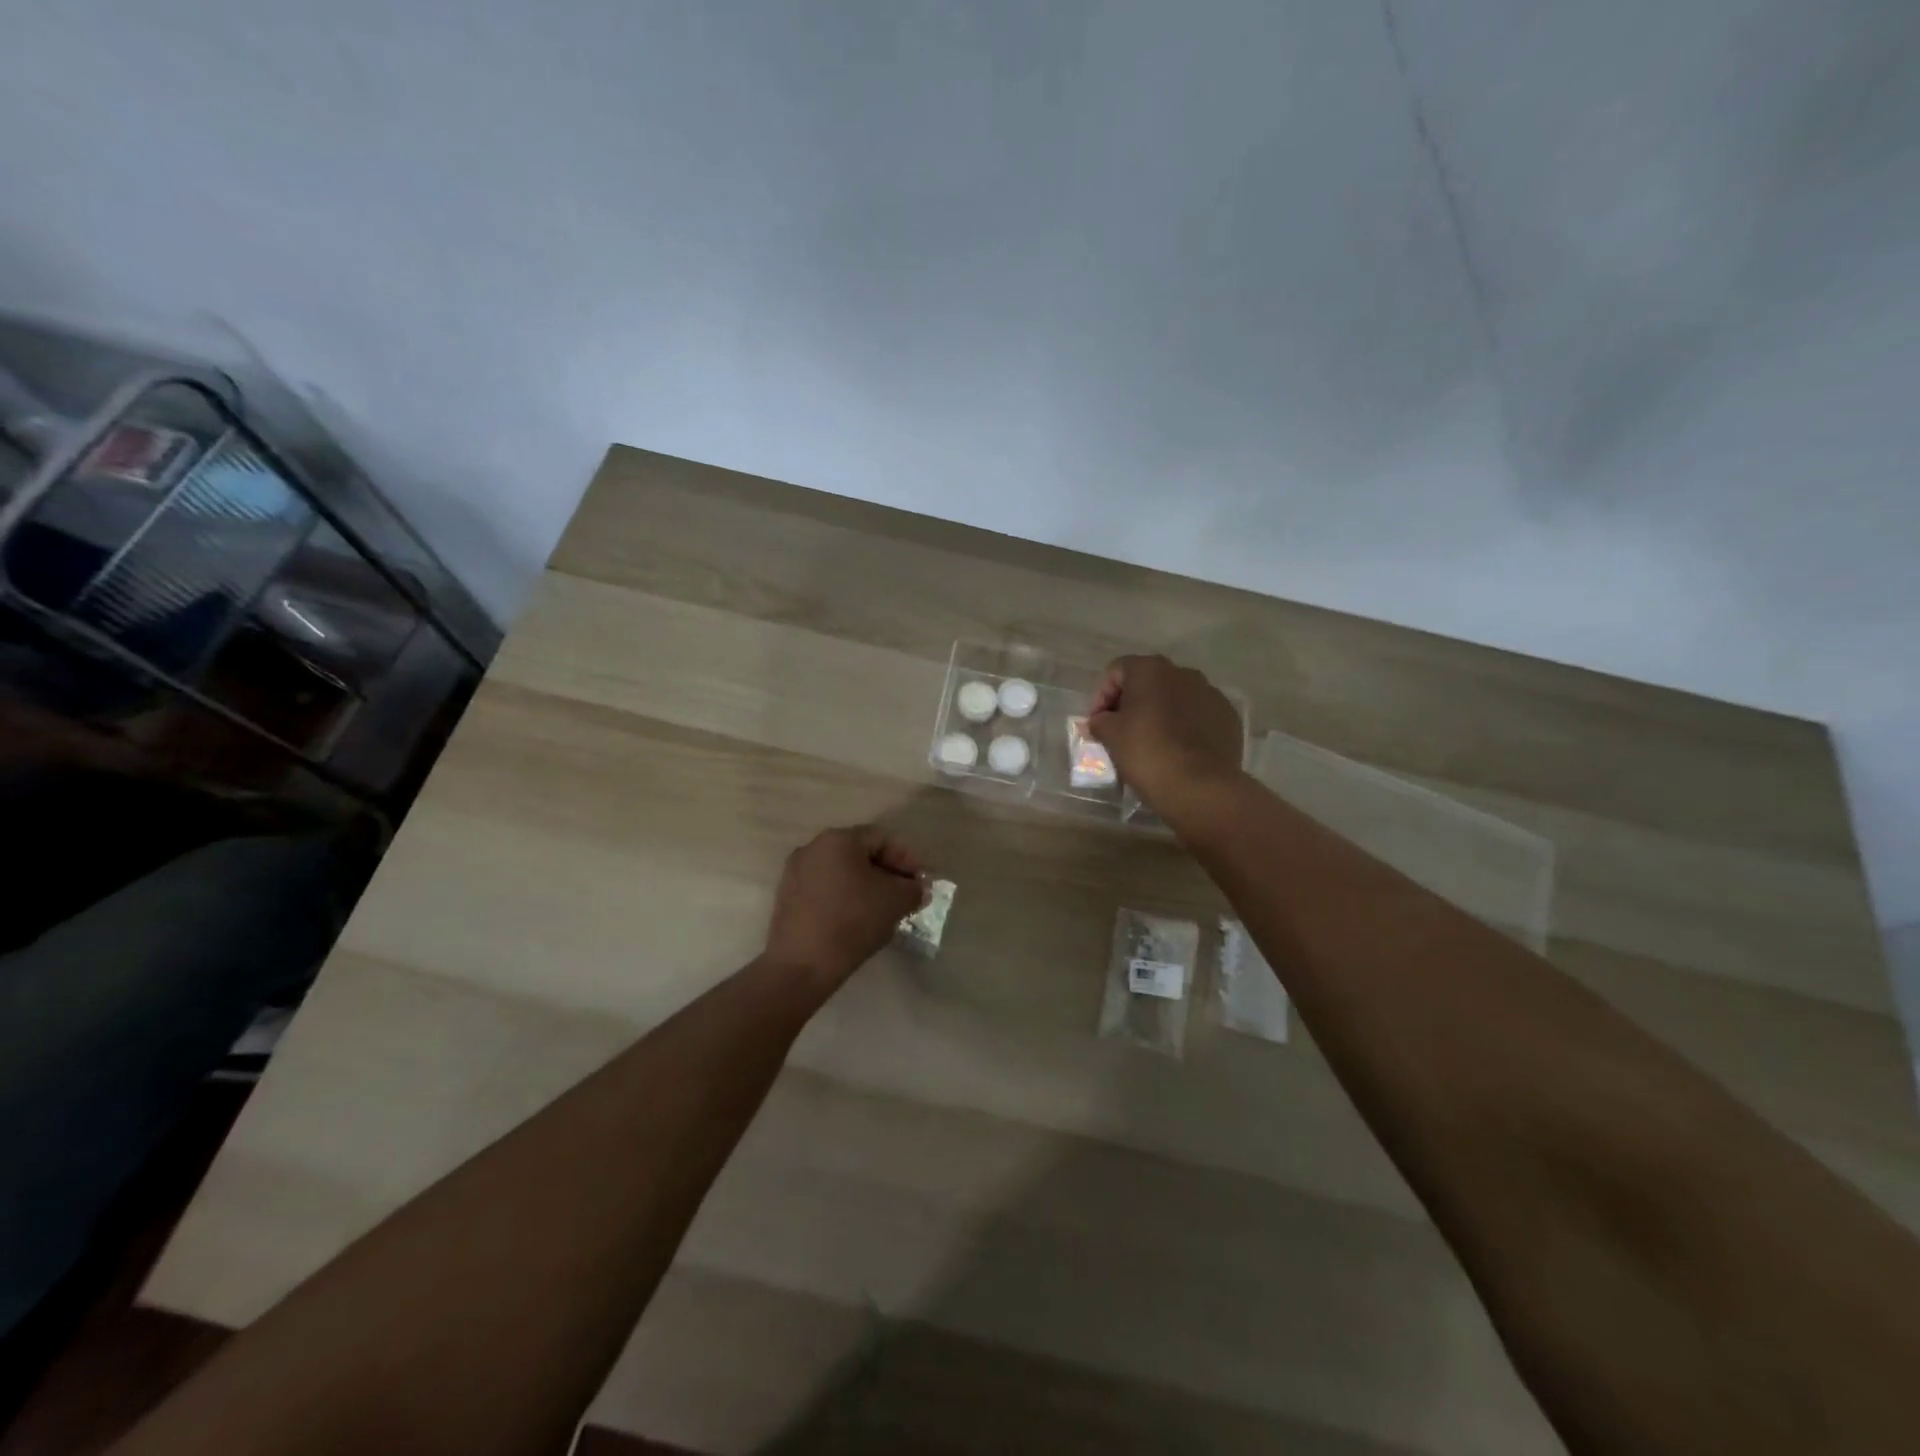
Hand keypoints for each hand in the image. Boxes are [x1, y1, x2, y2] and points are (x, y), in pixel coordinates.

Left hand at [764, 825, 927, 990]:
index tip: (922, 883)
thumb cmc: (853, 921)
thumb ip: (913, 889)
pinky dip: (846, 898)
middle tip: (906, 895)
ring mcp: (795, 872)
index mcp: (838, 839)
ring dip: (867, 887)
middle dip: (888, 873)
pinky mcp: (787, 898)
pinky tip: (858, 920)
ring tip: (885, 910)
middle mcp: (812, 848)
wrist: (802, 965)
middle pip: (860, 854)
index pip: (882, 839)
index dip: (907, 859)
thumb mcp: (896, 901)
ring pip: (842, 873)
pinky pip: (825, 889)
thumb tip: (916, 889)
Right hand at [1089, 654, 1243, 812]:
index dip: (1101, 696)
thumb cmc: (1147, 753)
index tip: (1096, 723)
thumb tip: (1099, 721)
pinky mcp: (1228, 718)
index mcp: (1152, 669)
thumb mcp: (1111, 736)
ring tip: (1149, 742)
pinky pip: (1197, 716)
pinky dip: (1184, 727)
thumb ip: (1099, 721)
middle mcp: (1184, 673)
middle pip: (1148, 682)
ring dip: (1159, 713)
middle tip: (1119, 731)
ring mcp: (1211, 694)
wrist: (1200, 787)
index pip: (1117, 671)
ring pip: (1175, 698)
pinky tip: (1177, 750)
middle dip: (1131, 703)